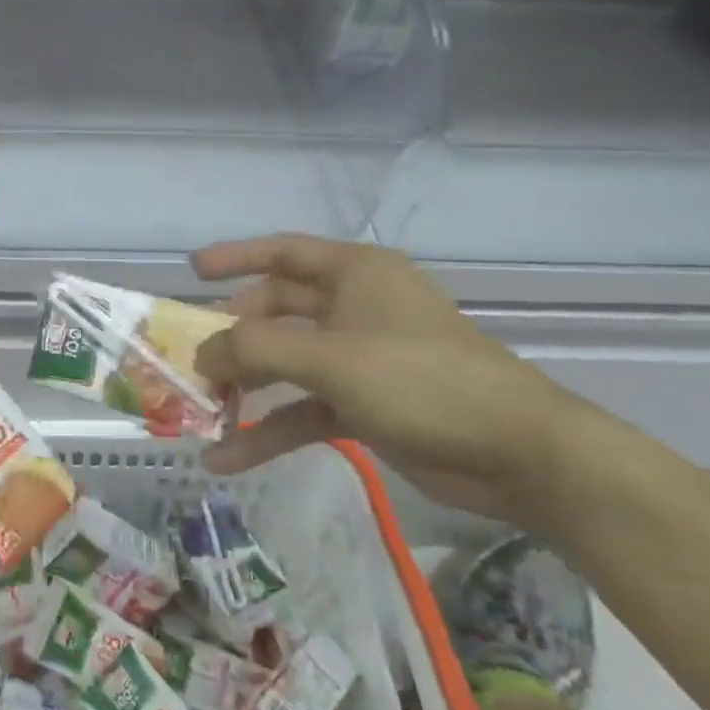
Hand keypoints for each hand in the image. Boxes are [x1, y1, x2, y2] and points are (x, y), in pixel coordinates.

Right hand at [191, 235, 586, 526]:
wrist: (518, 453)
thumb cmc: (421, 379)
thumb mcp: (331, 357)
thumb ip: (257, 349)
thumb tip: (201, 353)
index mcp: (354, 273)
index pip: (283, 252)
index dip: (235, 258)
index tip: (192, 272)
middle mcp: (354, 307)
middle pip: (277, 311)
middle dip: (234, 336)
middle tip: (190, 359)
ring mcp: (360, 358)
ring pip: (288, 364)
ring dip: (246, 389)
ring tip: (201, 413)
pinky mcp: (366, 404)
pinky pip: (304, 409)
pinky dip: (271, 431)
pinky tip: (230, 457)